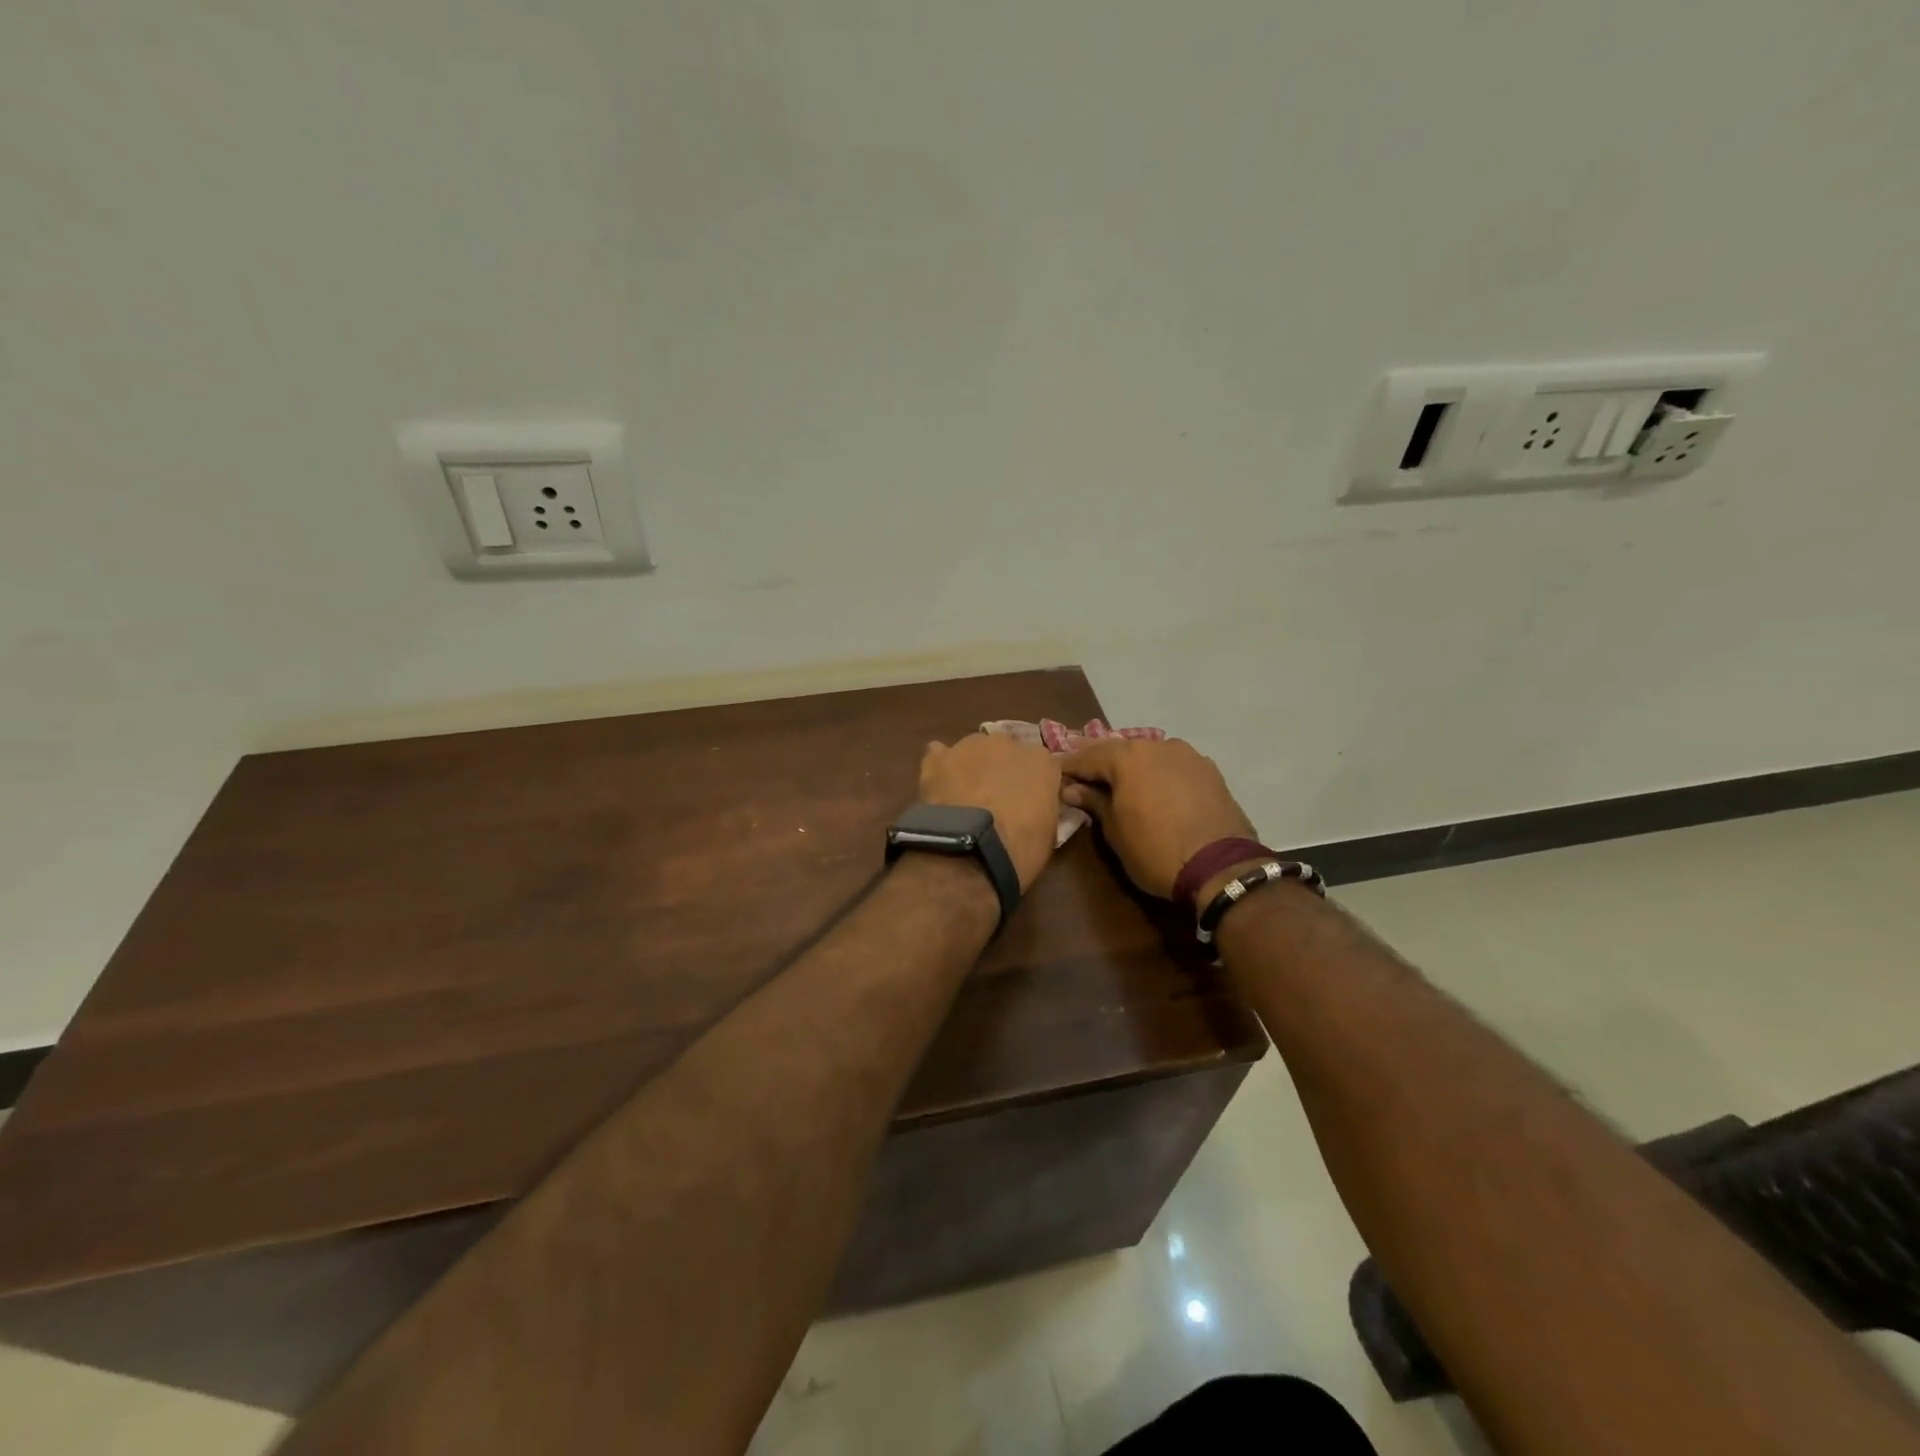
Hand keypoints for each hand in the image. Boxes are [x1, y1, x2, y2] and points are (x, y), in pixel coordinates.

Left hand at [918, 734, 1062, 890]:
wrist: (971, 851)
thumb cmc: (1019, 848)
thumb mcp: (1047, 831)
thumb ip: (1041, 806)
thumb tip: (1030, 806)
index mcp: (1041, 761)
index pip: (1041, 765)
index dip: (1032, 784)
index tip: (1026, 802)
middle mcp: (1008, 743)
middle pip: (1006, 752)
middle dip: (1001, 770)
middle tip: (994, 799)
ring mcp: (970, 746)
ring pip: (973, 751)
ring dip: (971, 767)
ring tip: (962, 796)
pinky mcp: (938, 757)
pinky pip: (939, 754)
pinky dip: (940, 768)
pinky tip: (939, 786)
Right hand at [1060, 738, 1256, 900]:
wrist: (1221, 868)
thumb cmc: (1155, 850)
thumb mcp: (1115, 831)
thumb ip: (1093, 802)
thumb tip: (1071, 788)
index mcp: (1128, 757)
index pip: (1087, 756)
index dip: (1069, 767)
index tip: (1054, 775)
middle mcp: (1157, 746)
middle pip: (1120, 751)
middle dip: (1100, 763)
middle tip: (1083, 777)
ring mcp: (1188, 756)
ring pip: (1150, 756)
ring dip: (1132, 767)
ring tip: (1119, 783)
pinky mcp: (1210, 771)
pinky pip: (1173, 767)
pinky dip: (1159, 774)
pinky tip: (1155, 789)